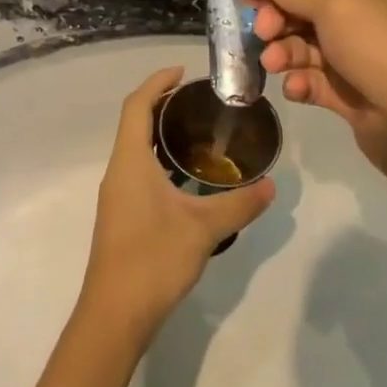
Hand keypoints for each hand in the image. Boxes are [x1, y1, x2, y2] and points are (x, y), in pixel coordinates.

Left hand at [79, 67, 274, 342]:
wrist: (115, 315)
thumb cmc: (153, 260)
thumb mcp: (204, 229)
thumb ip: (239, 204)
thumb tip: (271, 186)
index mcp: (130, 163)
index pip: (137, 106)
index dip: (157, 83)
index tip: (184, 72)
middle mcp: (118, 172)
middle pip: (134, 124)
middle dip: (162, 105)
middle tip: (201, 101)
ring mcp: (117, 196)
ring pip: (136, 150)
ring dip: (161, 135)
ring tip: (200, 133)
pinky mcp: (122, 216)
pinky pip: (139, 172)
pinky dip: (160, 161)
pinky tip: (188, 178)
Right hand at [252, 0, 386, 178]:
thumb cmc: (382, 46)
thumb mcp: (335, 5)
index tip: (250, 1)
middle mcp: (371, 9)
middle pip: (308, 7)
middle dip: (281, 21)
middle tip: (263, 35)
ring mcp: (363, 53)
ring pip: (309, 45)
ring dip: (286, 53)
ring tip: (274, 65)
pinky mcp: (355, 91)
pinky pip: (318, 79)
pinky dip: (303, 82)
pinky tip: (297, 90)